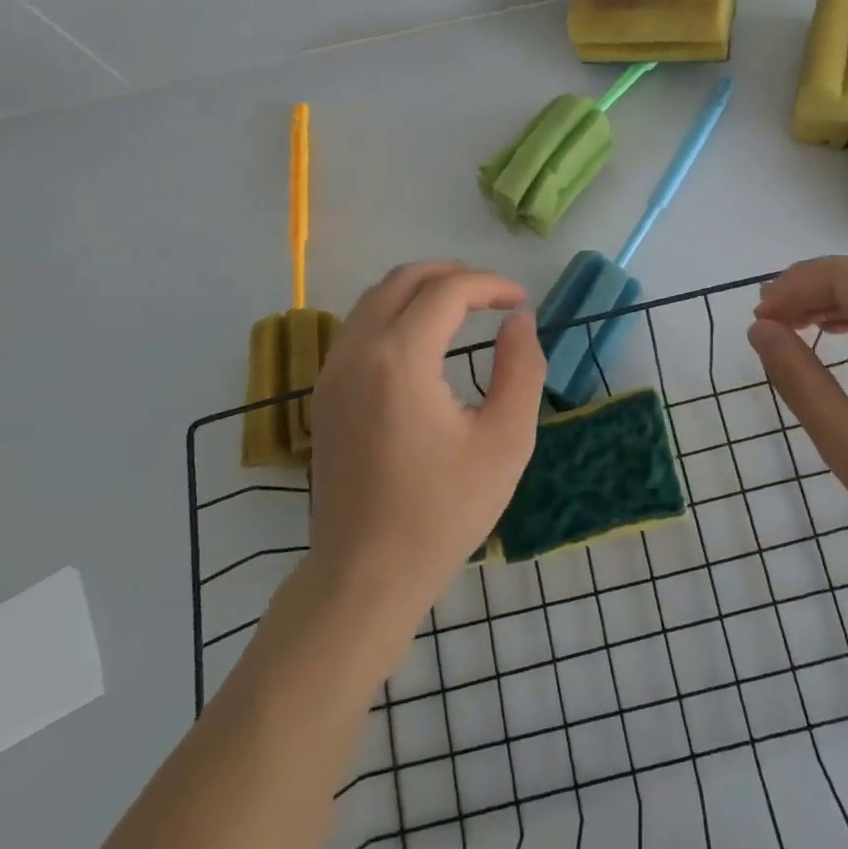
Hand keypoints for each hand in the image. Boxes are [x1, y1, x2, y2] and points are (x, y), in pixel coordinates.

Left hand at [307, 261, 546, 619]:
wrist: (365, 574)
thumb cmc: (443, 511)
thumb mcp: (505, 441)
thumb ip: (522, 369)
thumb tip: (520, 321)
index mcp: (400, 359)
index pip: (447, 290)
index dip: (490, 285)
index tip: (521, 302)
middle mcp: (358, 351)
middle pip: (404, 279)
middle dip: (453, 275)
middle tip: (494, 295)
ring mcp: (333, 371)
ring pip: (375, 298)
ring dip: (421, 290)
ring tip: (463, 308)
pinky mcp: (325, 393)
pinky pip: (360, 326)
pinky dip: (396, 313)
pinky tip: (424, 341)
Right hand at [746, 256, 847, 583]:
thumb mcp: (844, 437)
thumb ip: (796, 375)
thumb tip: (759, 328)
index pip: (846, 277)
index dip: (794, 287)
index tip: (757, 318)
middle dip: (809, 290)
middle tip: (766, 320)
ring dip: (833, 301)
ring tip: (790, 325)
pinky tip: (834, 332)